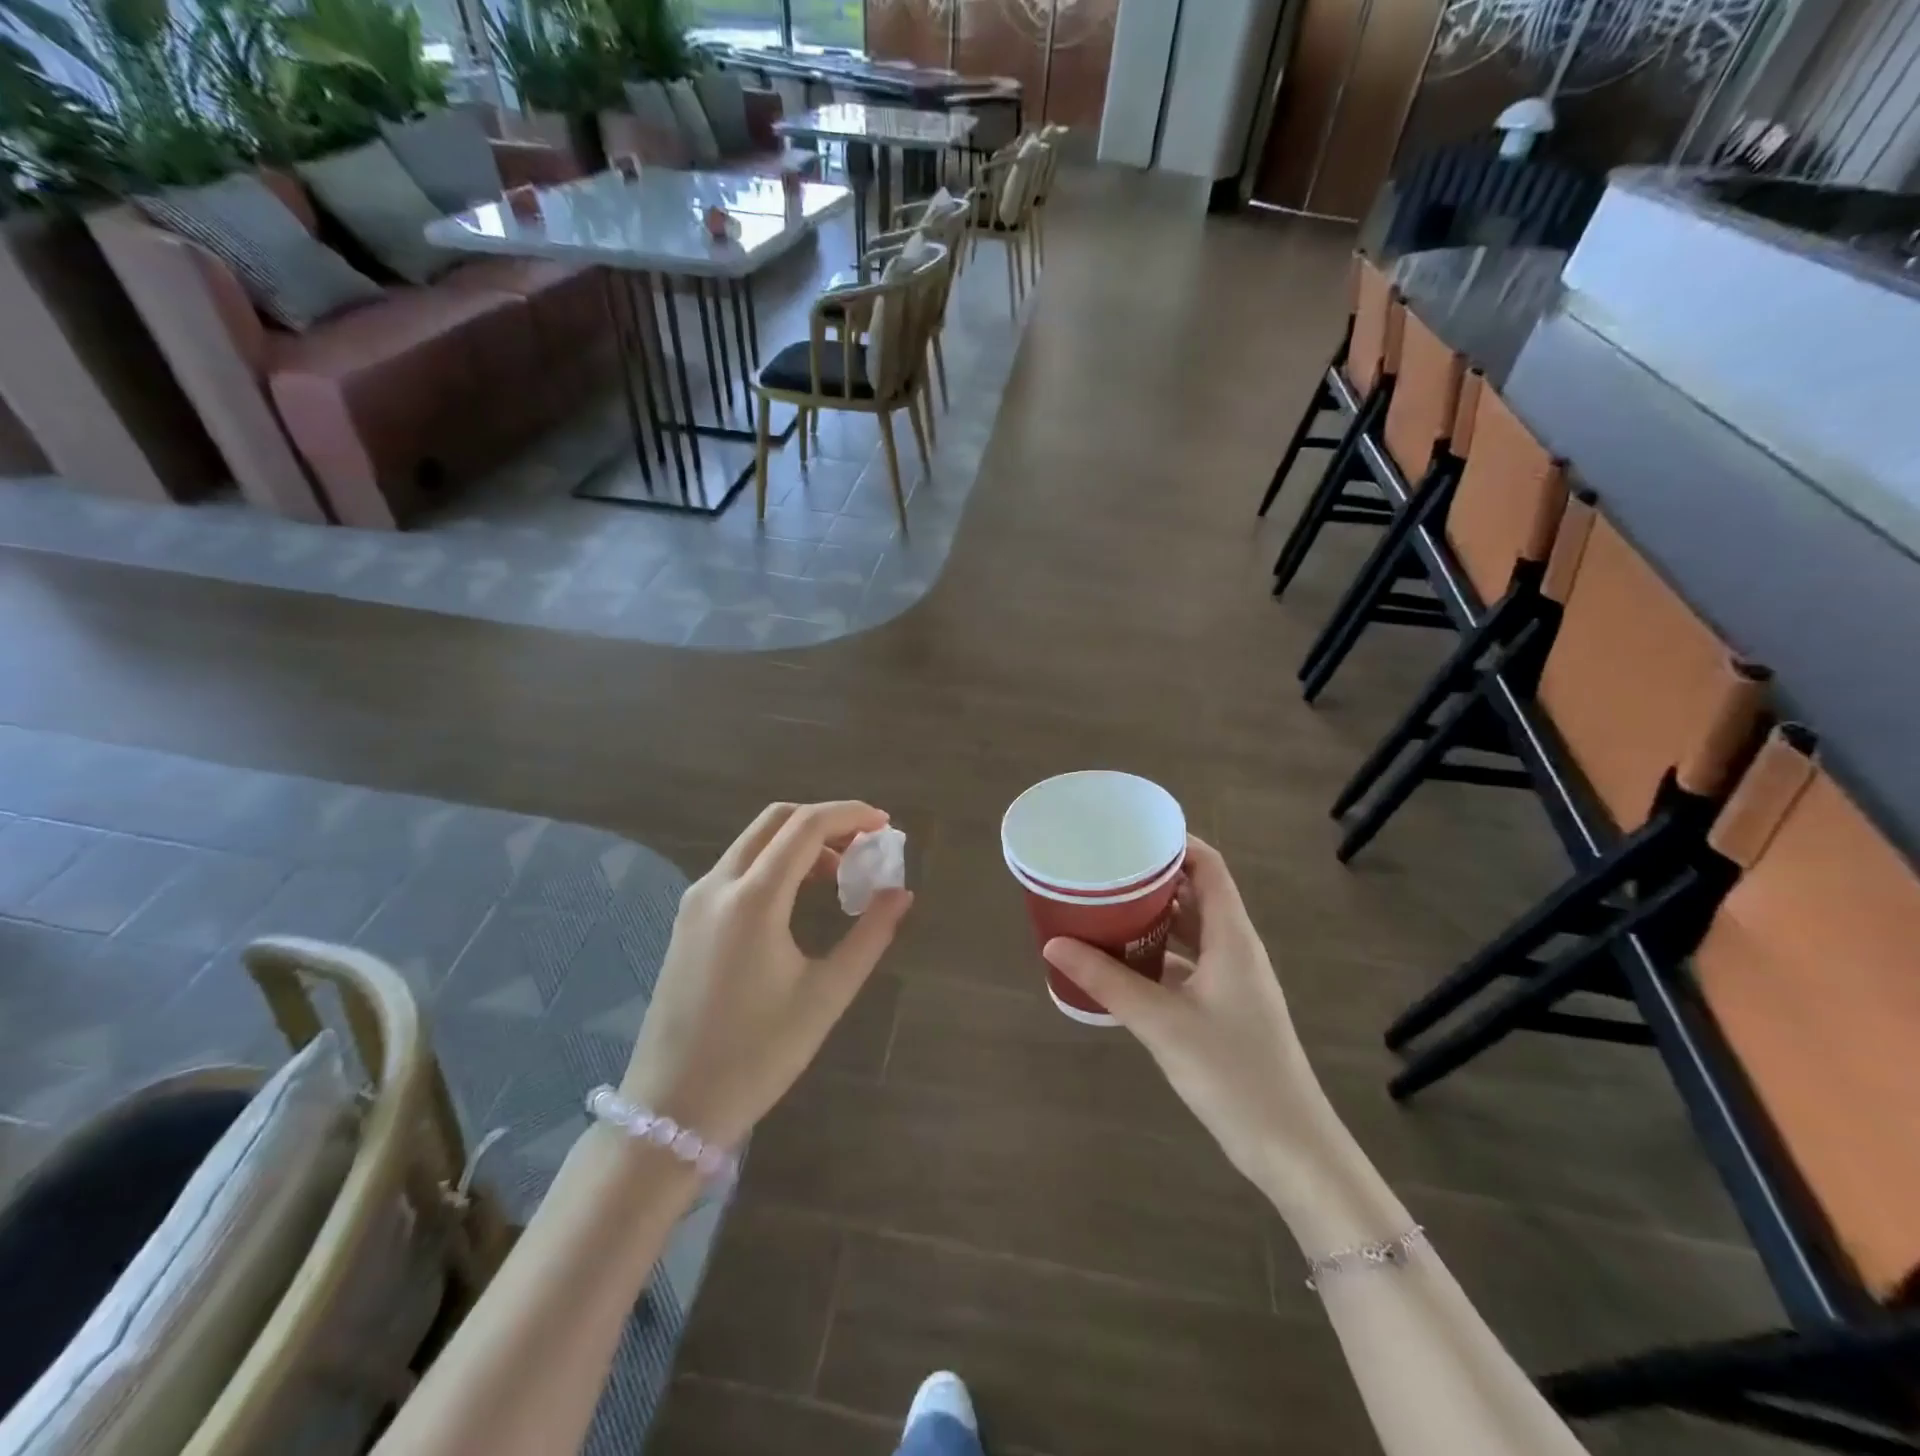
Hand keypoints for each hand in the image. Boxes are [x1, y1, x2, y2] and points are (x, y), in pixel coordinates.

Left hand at [621, 802, 912, 1150]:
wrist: (672, 1108)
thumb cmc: (757, 1055)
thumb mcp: (825, 996)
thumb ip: (869, 936)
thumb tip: (901, 893)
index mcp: (752, 899)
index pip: (806, 827)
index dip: (850, 815)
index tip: (885, 823)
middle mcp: (717, 886)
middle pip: (776, 821)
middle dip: (825, 821)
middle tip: (865, 844)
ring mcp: (696, 901)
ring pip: (754, 841)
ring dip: (800, 842)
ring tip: (841, 873)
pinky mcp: (688, 921)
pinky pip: (737, 868)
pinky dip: (775, 862)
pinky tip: (800, 896)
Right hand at [1042, 836, 1340, 1197]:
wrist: (1290, 1148)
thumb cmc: (1233, 1073)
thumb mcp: (1162, 1023)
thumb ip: (1107, 982)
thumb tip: (1054, 944)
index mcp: (1232, 937)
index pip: (1210, 867)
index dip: (1176, 843)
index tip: (1131, 833)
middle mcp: (1235, 949)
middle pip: (1196, 894)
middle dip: (1154, 878)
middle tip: (1105, 869)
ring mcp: (1232, 980)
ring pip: (1191, 931)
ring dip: (1154, 918)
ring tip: (1106, 908)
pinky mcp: (1224, 1008)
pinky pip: (1188, 964)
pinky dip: (1158, 954)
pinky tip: (1122, 962)